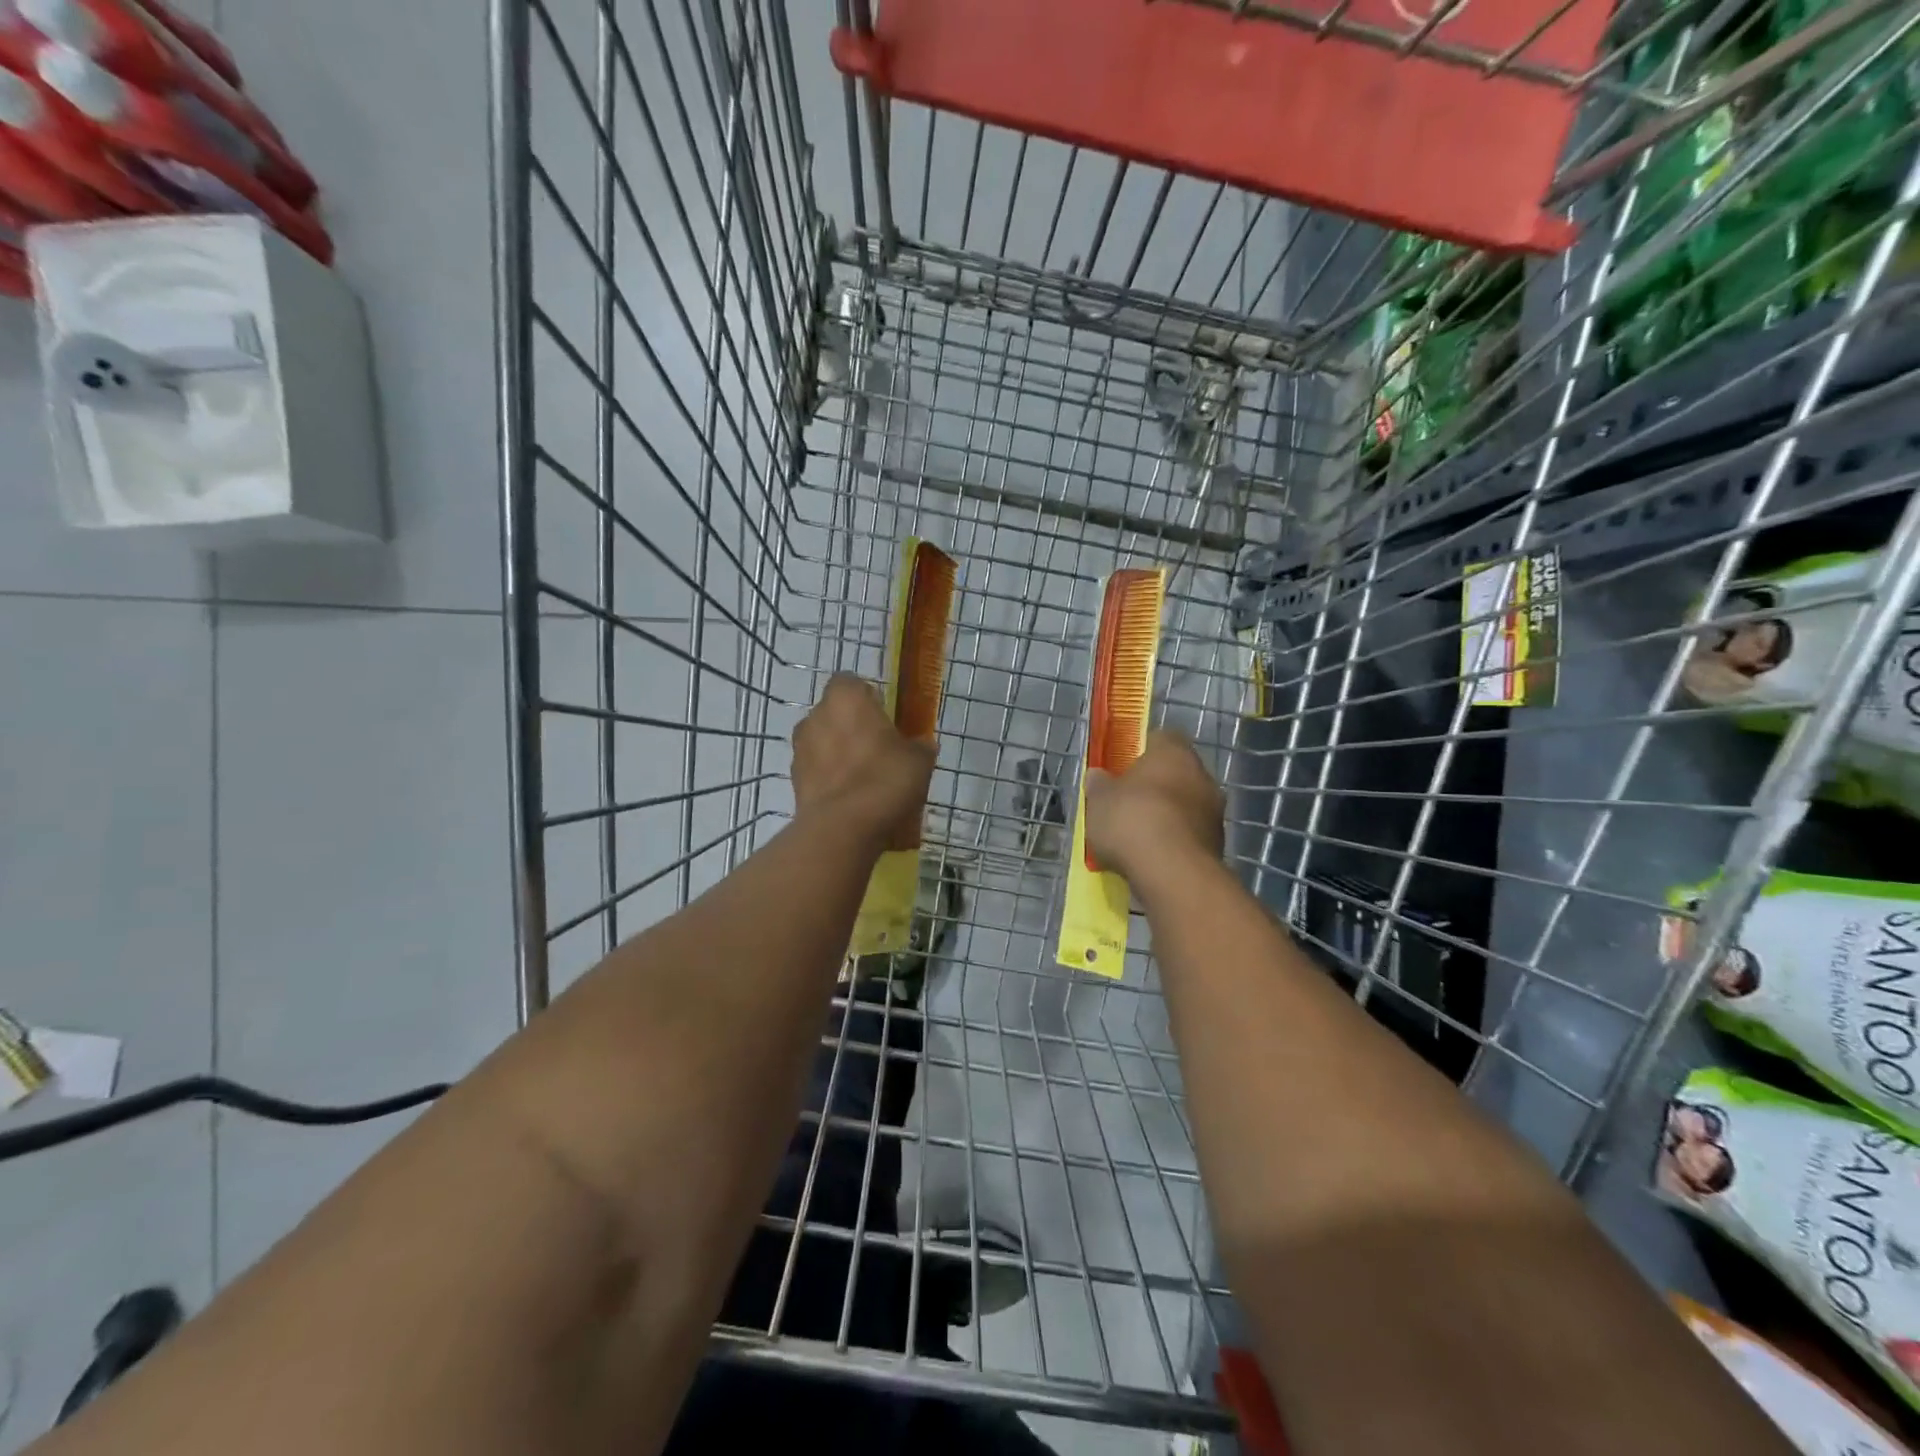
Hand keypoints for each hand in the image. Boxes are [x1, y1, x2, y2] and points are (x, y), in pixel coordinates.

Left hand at [792, 674, 935, 851]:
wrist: (843, 828)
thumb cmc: (885, 779)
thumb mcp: (919, 760)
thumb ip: (918, 746)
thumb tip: (920, 745)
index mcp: (845, 698)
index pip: (851, 682)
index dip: (867, 697)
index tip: (884, 716)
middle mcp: (815, 716)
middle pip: (834, 713)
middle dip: (851, 726)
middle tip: (878, 749)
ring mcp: (800, 749)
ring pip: (822, 742)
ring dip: (838, 753)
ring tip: (864, 779)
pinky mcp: (794, 780)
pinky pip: (817, 771)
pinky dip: (830, 779)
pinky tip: (851, 799)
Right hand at [1085, 732, 1224, 893]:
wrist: (1173, 874)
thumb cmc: (1132, 821)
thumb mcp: (1099, 801)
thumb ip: (1099, 785)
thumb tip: (1098, 776)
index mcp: (1173, 752)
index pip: (1160, 738)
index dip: (1140, 751)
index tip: (1122, 768)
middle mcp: (1201, 774)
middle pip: (1175, 773)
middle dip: (1154, 787)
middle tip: (1127, 804)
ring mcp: (1214, 810)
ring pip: (1185, 805)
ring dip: (1167, 815)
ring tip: (1138, 837)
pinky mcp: (1219, 843)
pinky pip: (1190, 834)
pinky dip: (1174, 841)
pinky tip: (1153, 857)